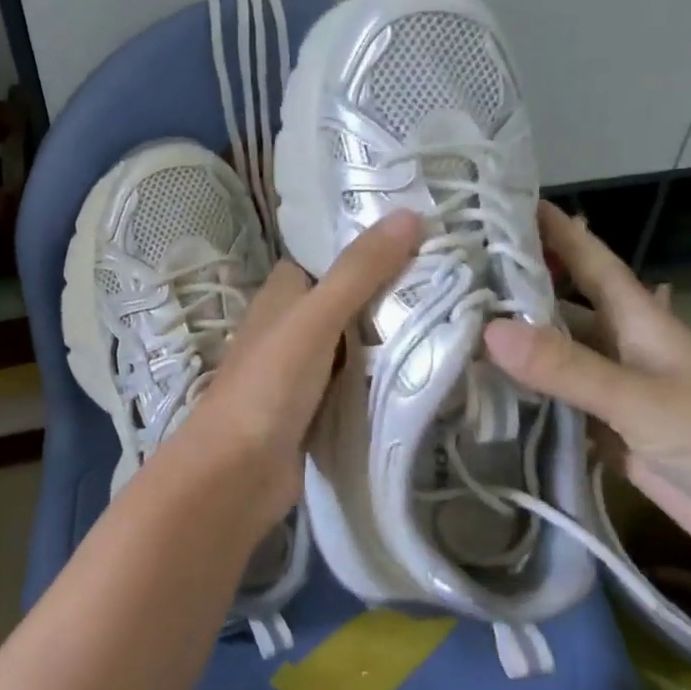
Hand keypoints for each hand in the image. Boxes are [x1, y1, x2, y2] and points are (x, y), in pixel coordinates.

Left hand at [164, 211, 423, 538]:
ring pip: (358, 339)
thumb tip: (410, 214)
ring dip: (394, 333)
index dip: (370, 242)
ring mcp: (306, 367)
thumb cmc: (269, 385)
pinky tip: (428, 367)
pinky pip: (359, 378)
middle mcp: (294, 324)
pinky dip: (385, 372)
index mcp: (284, 293)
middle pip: (350, 296)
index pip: (331, 254)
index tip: (425, 234)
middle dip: (393, 289)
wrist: (236, 475)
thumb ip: (359, 271)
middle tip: (454, 278)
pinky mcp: (320, 405)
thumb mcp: (315, 318)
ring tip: (455, 315)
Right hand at [484, 201, 690, 563]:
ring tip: (450, 324)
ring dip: (511, 341)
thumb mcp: (646, 400)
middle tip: (451, 269)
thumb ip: (569, 367)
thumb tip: (489, 330)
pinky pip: (554, 403)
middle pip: (558, 302)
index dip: (550, 226)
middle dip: (512, 283)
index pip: (586, 256)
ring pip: (552, 353)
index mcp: (636, 317)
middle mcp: (618, 344)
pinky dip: (521, 394)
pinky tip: (480, 389)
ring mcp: (612, 390)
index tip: (498, 201)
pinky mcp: (607, 432)